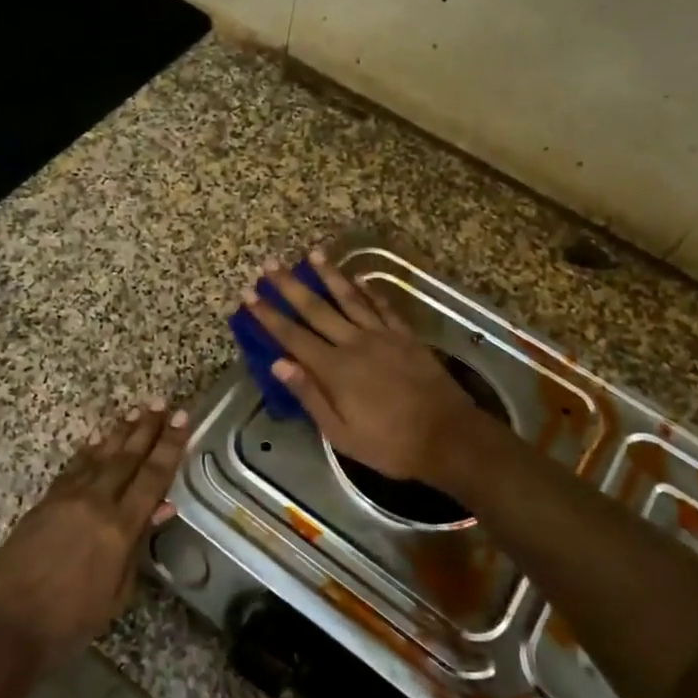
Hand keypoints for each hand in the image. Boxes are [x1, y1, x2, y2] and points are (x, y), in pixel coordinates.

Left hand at [0, 402, 188, 670]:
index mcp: (119, 528)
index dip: (170, 446)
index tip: (184, 418)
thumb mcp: (116, 593)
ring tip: (137, 410)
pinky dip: (88, 451)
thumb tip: (162, 507)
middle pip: (127, 458)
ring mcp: (67, 499)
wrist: (5, 625)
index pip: (153, 477)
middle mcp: (95, 503)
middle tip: (164, 402)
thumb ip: (138, 546)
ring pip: (100, 456)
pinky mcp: (45, 502)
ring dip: (120, 432)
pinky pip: (74, 468)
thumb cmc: (69, 621)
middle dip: (148, 428)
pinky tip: (97, 439)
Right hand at [243, 250, 481, 480]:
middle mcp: (354, 343)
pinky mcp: (406, 336)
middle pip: (316, 309)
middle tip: (269, 264)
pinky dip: (369, 290)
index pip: (292, 336)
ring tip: (312, 253)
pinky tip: (358, 278)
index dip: (269, 315)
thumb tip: (279, 363)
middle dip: (289, 286)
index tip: (249, 294)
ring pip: (349, 298)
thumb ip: (310, 395)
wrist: (448, 437)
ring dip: (329, 275)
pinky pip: (383, 306)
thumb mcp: (340, 433)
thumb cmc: (389, 444)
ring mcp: (382, 336)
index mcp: (334, 369)